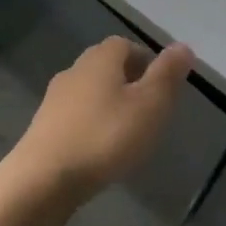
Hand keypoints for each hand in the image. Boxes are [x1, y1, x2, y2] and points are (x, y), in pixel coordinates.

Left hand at [2, 37, 194, 206]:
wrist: (42, 180)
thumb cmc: (104, 136)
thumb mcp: (149, 105)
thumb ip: (167, 75)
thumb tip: (183, 46)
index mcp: (102, 57)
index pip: (127, 45)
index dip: (146, 61)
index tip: (161, 86)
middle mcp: (76, 68)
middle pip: (107, 66)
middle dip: (128, 82)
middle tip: (148, 110)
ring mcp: (55, 97)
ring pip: (90, 91)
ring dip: (108, 105)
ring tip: (126, 133)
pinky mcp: (43, 126)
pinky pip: (75, 116)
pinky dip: (90, 125)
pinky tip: (99, 150)